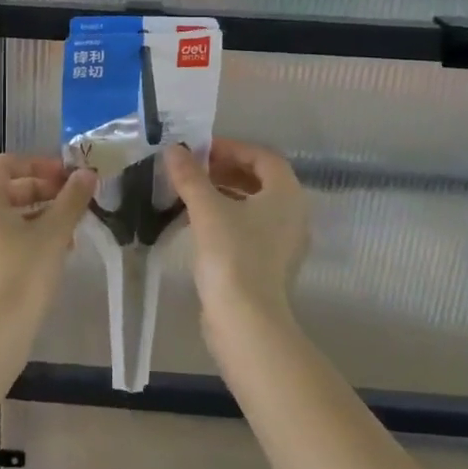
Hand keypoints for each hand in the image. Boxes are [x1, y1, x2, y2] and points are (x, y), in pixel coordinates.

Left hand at [0, 154, 96, 319]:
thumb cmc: (23, 274)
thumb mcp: (54, 233)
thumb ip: (72, 200)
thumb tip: (87, 174)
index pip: (6, 163)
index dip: (38, 163)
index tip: (66, 176)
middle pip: (7, 189)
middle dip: (43, 191)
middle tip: (73, 202)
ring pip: (6, 217)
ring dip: (38, 216)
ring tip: (70, 232)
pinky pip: (1, 240)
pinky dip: (26, 237)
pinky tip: (52, 255)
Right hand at [164, 140, 310, 327]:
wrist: (246, 320)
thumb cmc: (232, 255)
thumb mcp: (207, 209)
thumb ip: (190, 176)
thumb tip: (174, 149)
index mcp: (287, 194)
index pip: (262, 157)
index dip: (231, 148)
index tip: (200, 151)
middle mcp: (293, 214)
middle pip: (261, 180)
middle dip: (226, 170)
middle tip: (193, 170)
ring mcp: (284, 242)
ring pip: (255, 205)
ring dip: (225, 193)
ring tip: (192, 194)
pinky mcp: (270, 264)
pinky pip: (251, 228)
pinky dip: (228, 217)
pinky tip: (200, 224)